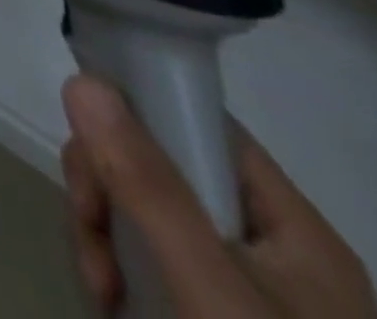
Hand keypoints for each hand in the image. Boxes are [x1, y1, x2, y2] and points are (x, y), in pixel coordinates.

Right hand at [61, 75, 376, 317]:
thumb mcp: (209, 292)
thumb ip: (148, 186)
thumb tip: (83, 80)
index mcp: (294, 232)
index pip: (202, 125)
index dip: (140, 111)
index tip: (87, 136)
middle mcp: (268, 250)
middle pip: (158, 167)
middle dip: (105, 191)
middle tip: (88, 230)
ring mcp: (235, 289)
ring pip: (138, 212)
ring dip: (99, 235)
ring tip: (98, 292)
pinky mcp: (201, 316)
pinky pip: (139, 258)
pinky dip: (110, 270)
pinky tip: (105, 304)